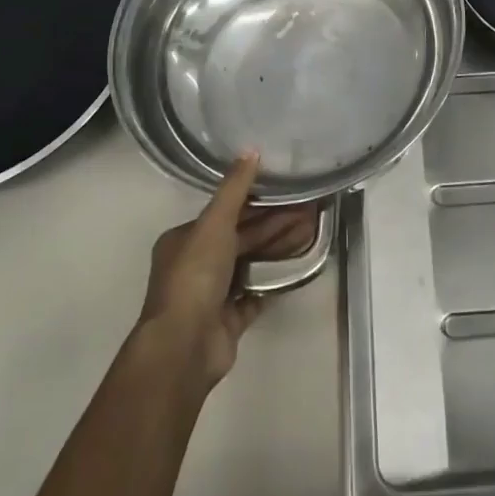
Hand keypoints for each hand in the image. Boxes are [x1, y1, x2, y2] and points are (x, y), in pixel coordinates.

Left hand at [138, 152, 319, 395]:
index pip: (224, 213)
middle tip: (308, 211)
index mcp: (184, 240)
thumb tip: (251, 149)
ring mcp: (211, 295)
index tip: (286, 192)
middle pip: (240, 238)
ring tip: (310, 234)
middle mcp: (194, 265)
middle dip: (273, 224)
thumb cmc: (194, 276)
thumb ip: (234, 189)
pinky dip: (274, 282)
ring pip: (249, 264)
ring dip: (277, 250)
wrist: (184, 346)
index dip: (256, 202)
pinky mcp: (227, 321)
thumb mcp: (214, 223)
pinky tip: (298, 268)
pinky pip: (255, 295)